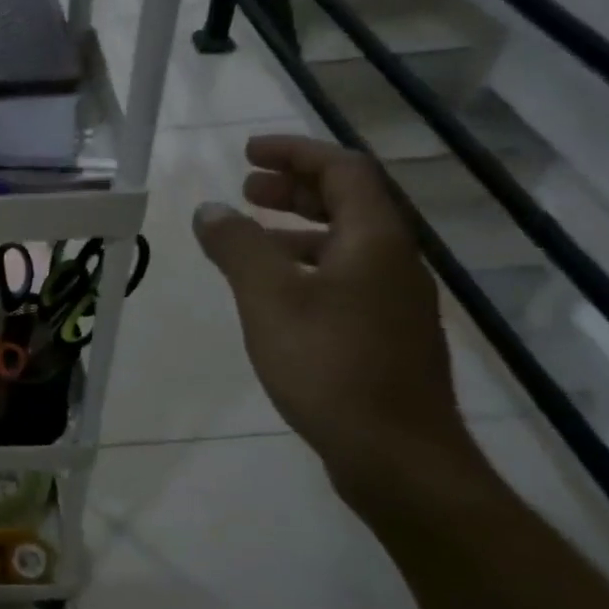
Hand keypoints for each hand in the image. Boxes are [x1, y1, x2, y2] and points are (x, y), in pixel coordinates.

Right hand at [193, 135, 471, 482]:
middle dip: (295, 188)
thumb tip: (211, 210)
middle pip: (349, 202)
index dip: (295, 153)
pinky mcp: (386, 334)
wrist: (396, 455)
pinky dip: (306, 265)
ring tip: (251, 237)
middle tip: (247, 188)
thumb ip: (238, 246)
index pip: (343, 169)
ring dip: (298, 228)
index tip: (248, 153)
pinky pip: (345, 277)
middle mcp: (395, 261)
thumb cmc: (329, 365)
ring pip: (346, 242)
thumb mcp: (269, 298)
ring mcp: (395, 301)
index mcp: (375, 239)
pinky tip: (276, 293)